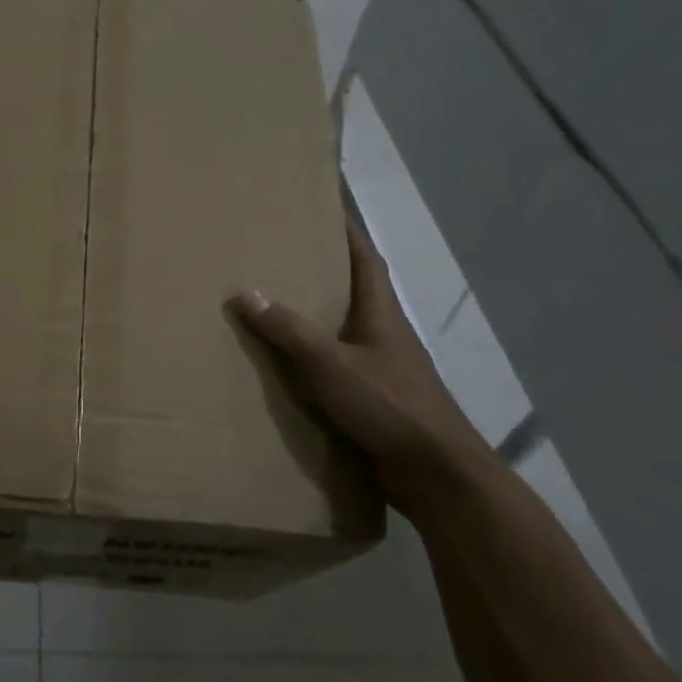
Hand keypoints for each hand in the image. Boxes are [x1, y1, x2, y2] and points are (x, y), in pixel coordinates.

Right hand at [229, 199, 492, 520]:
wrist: (437, 476)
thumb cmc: (389, 406)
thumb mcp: (331, 363)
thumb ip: (288, 329)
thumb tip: (244, 292)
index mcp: (381, 314)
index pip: (365, 258)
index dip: (346, 231)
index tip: (322, 206)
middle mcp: (384, 335)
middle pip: (354, 291)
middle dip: (322, 271)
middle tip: (279, 256)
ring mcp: (383, 370)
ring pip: (344, 332)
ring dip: (315, 319)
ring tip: (272, 306)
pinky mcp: (375, 401)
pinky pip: (337, 369)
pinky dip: (313, 362)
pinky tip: (285, 369)